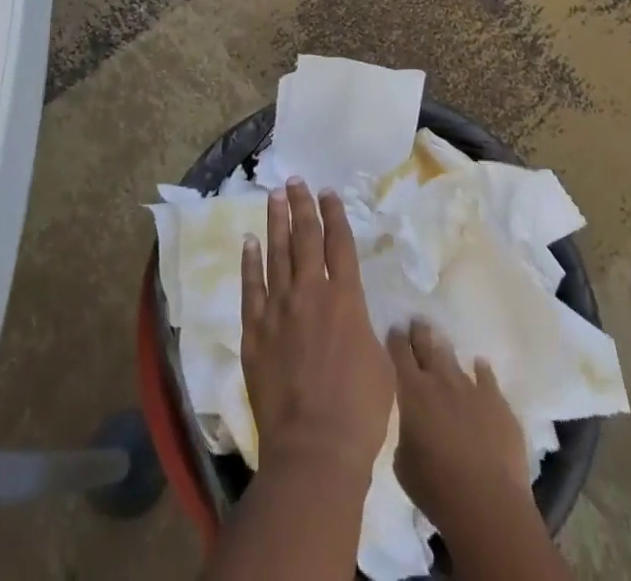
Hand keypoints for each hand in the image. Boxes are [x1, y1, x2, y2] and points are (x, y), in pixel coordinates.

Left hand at [239, 179, 393, 478]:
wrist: (314, 448)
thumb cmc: (360, 412)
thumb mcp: (381, 365)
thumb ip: (365, 331)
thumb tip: (358, 319)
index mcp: (346, 299)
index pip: (339, 244)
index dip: (334, 214)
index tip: (327, 191)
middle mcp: (310, 293)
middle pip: (304, 238)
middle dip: (301, 206)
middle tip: (294, 181)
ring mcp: (278, 309)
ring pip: (275, 253)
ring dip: (275, 222)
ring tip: (273, 197)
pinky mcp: (254, 331)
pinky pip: (250, 287)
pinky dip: (250, 262)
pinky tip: (249, 242)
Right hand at [388, 319, 529, 535]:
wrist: (488, 504)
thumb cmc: (436, 488)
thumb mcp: (403, 463)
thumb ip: (405, 433)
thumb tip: (412, 425)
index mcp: (413, 391)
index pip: (400, 352)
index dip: (396, 339)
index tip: (395, 329)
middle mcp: (440, 380)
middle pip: (427, 344)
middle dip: (420, 331)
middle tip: (417, 322)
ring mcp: (471, 388)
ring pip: (455, 358)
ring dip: (446, 350)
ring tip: (442, 341)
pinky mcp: (497, 402)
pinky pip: (487, 377)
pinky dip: (481, 371)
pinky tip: (480, 366)